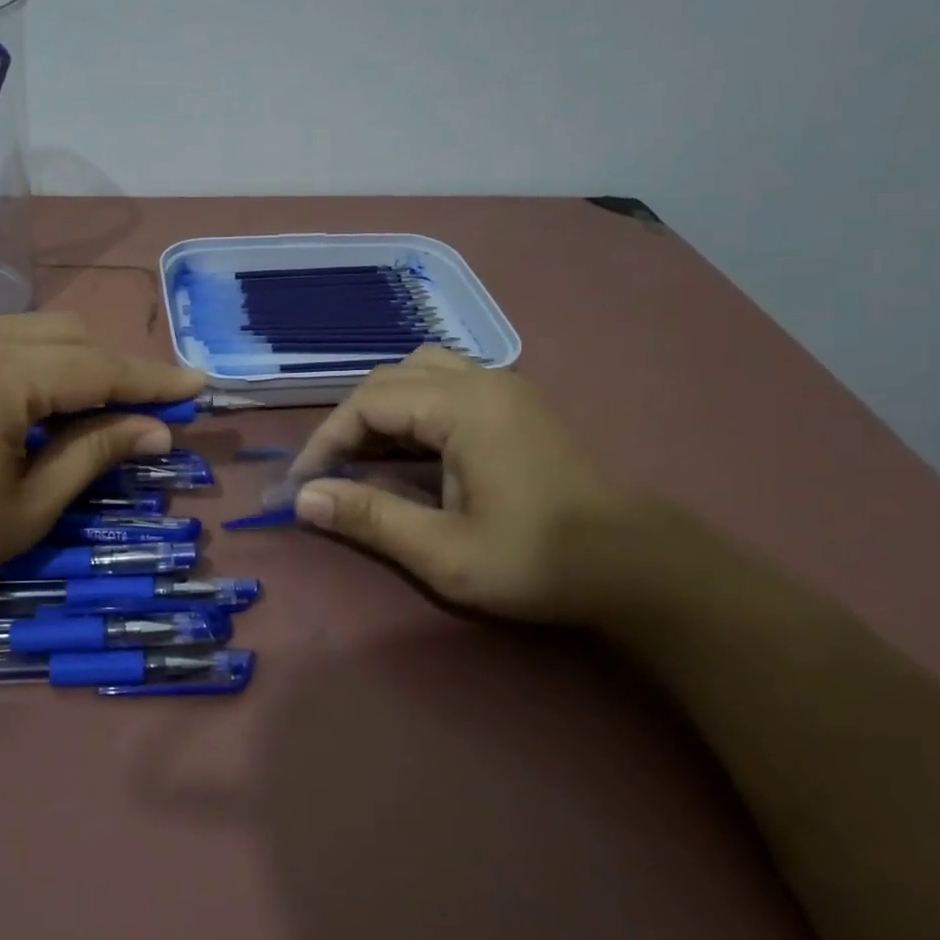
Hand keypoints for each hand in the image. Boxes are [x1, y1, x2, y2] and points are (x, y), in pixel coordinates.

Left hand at [0, 314, 204, 631]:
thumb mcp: (28, 509)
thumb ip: (96, 454)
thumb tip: (157, 430)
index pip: (97, 368)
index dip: (152, 380)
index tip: (197, 384)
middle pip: (63, 333)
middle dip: (107, 367)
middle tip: (136, 409)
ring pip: (17, 328)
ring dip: (58, 362)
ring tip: (71, 411)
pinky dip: (7, 361)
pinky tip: (4, 403)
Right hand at [286, 347, 641, 625]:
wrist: (636, 566)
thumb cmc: (538, 561)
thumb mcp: (443, 552)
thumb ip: (369, 517)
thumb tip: (303, 499)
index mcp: (463, 407)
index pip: (368, 402)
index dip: (327, 440)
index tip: (305, 484)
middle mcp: (482, 381)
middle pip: (390, 379)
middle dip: (350, 423)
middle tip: (332, 473)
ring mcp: (504, 388)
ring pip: (419, 373)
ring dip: (382, 409)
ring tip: (368, 456)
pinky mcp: (517, 405)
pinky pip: (446, 385)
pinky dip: (413, 409)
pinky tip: (411, 451)